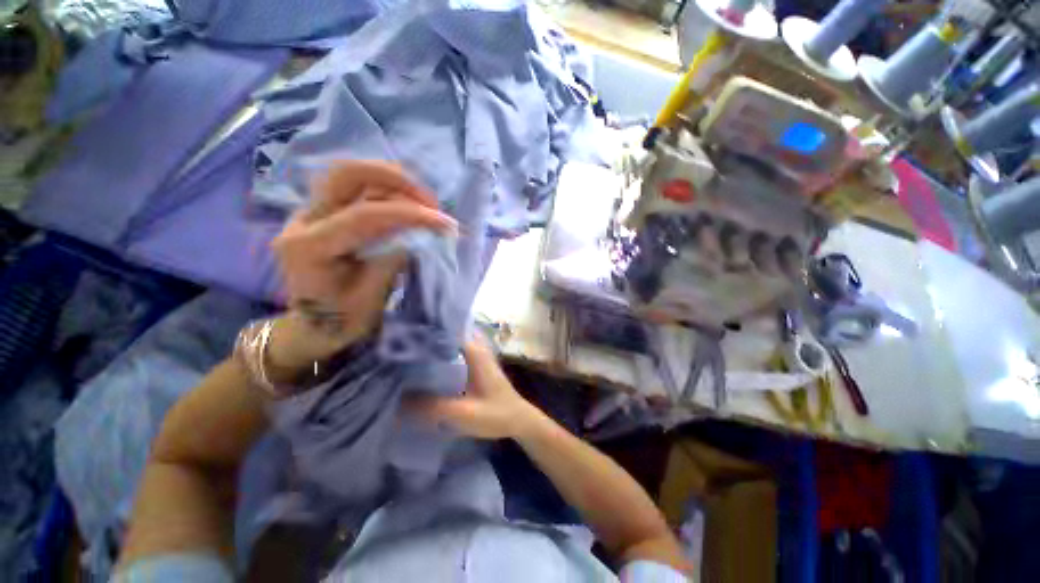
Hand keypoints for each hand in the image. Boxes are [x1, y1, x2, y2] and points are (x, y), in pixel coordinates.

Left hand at [267, 161, 456, 372]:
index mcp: (308, 248)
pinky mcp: (325, 212)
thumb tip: (418, 234)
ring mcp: (312, 211)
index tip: (444, 223)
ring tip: (427, 204)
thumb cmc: (341, 319)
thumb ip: (391, 261)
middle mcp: (304, 220)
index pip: (363, 216)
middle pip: (347, 174)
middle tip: (431, 201)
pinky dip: (389, 190)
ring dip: (396, 182)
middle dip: (396, 179)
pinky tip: (411, 205)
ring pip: (354, 175)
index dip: (409, 214)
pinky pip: (359, 189)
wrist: (313, 324)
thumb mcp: (370, 298)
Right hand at [407, 341, 544, 439]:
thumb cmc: (496, 414)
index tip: (405, 334)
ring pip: (453, 342)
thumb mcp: (464, 414)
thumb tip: (399, 401)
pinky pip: (456, 352)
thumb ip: (433, 407)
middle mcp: (477, 348)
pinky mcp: (477, 364)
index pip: (449, 330)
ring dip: (435, 344)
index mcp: (475, 352)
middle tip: (403, 343)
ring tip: (410, 351)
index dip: (428, 330)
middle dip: (428, 336)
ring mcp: (478, 355)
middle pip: (450, 334)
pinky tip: (427, 365)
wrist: (518, 419)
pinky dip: (443, 354)